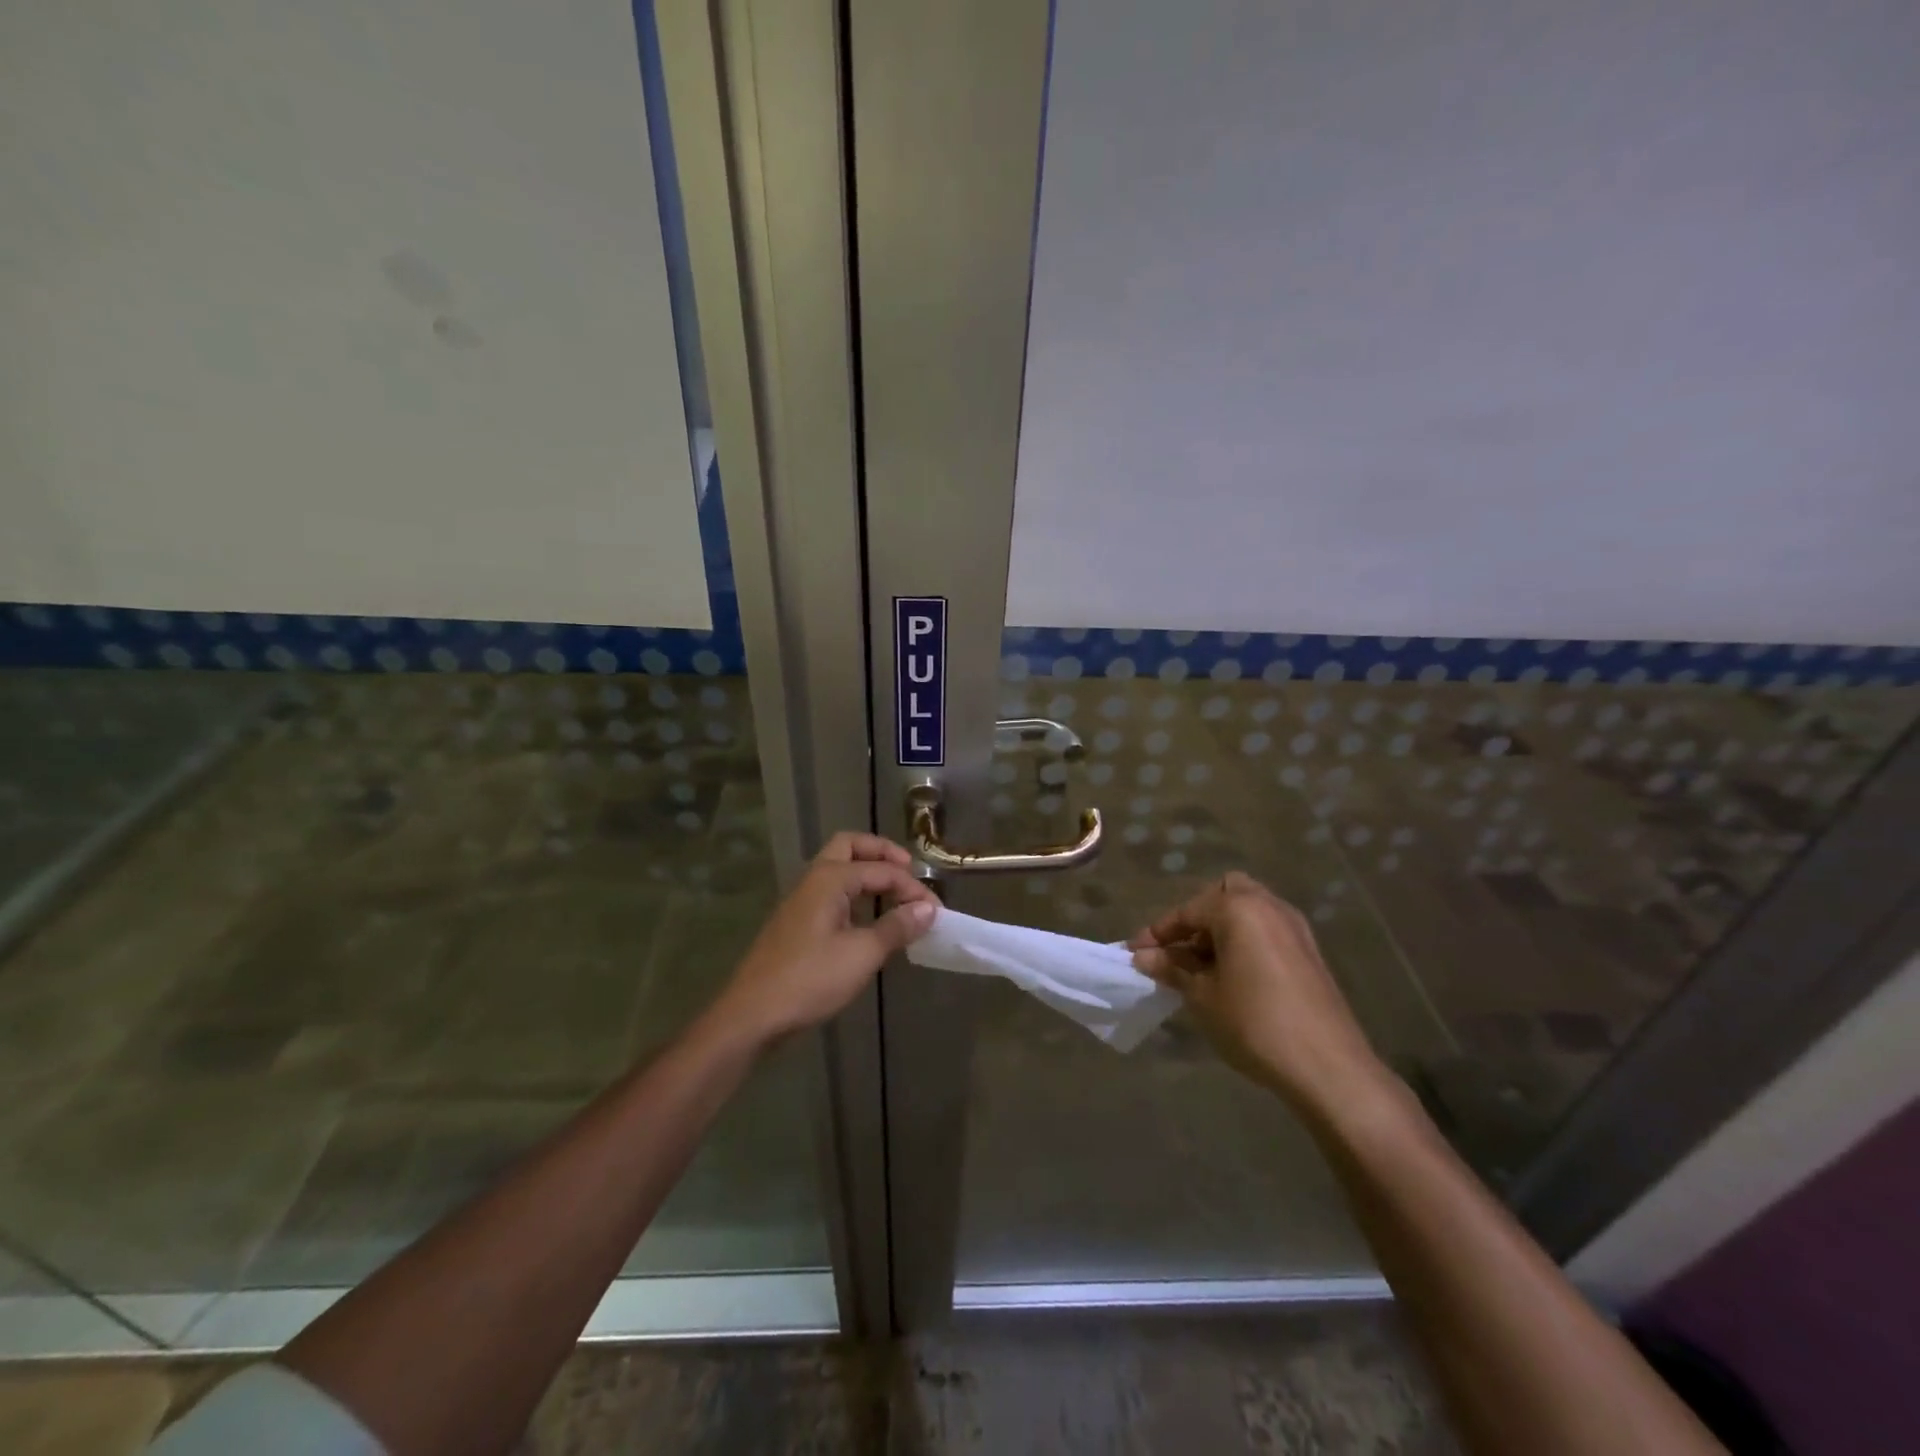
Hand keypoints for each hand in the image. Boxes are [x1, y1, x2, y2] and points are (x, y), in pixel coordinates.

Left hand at [710, 832, 936, 1045]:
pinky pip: (831, 893)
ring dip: (867, 874)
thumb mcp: (862, 955)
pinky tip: (869, 921)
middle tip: (908, 872)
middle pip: (850, 847)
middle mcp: (813, 880)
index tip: (937, 912)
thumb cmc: (809, 980)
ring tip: (895, 896)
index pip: (882, 870)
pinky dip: (855, 895)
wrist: (752, 1015)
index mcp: (830, 878)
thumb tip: (928, 909)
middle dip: (882, 854)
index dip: (913, 887)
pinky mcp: (796, 923)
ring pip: (838, 869)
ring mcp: (801, 901)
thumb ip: (896, 927)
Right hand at [1129, 872, 1388, 1111]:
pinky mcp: (1309, 952)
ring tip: (1201, 966)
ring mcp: (1294, 927)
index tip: (1134, 952)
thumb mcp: (1202, 996)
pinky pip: (1266, 930)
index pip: (1187, 911)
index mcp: (1238, 908)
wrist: (1328, 1067)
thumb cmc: (1254, 1024)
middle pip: (1223, 894)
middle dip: (1197, 917)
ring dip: (1221, 929)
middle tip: (1178, 950)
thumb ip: (1172, 969)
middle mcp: (1268, 905)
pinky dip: (1244, 940)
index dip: (1157, 933)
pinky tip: (1232, 975)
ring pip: (1248, 910)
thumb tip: (1142, 956)